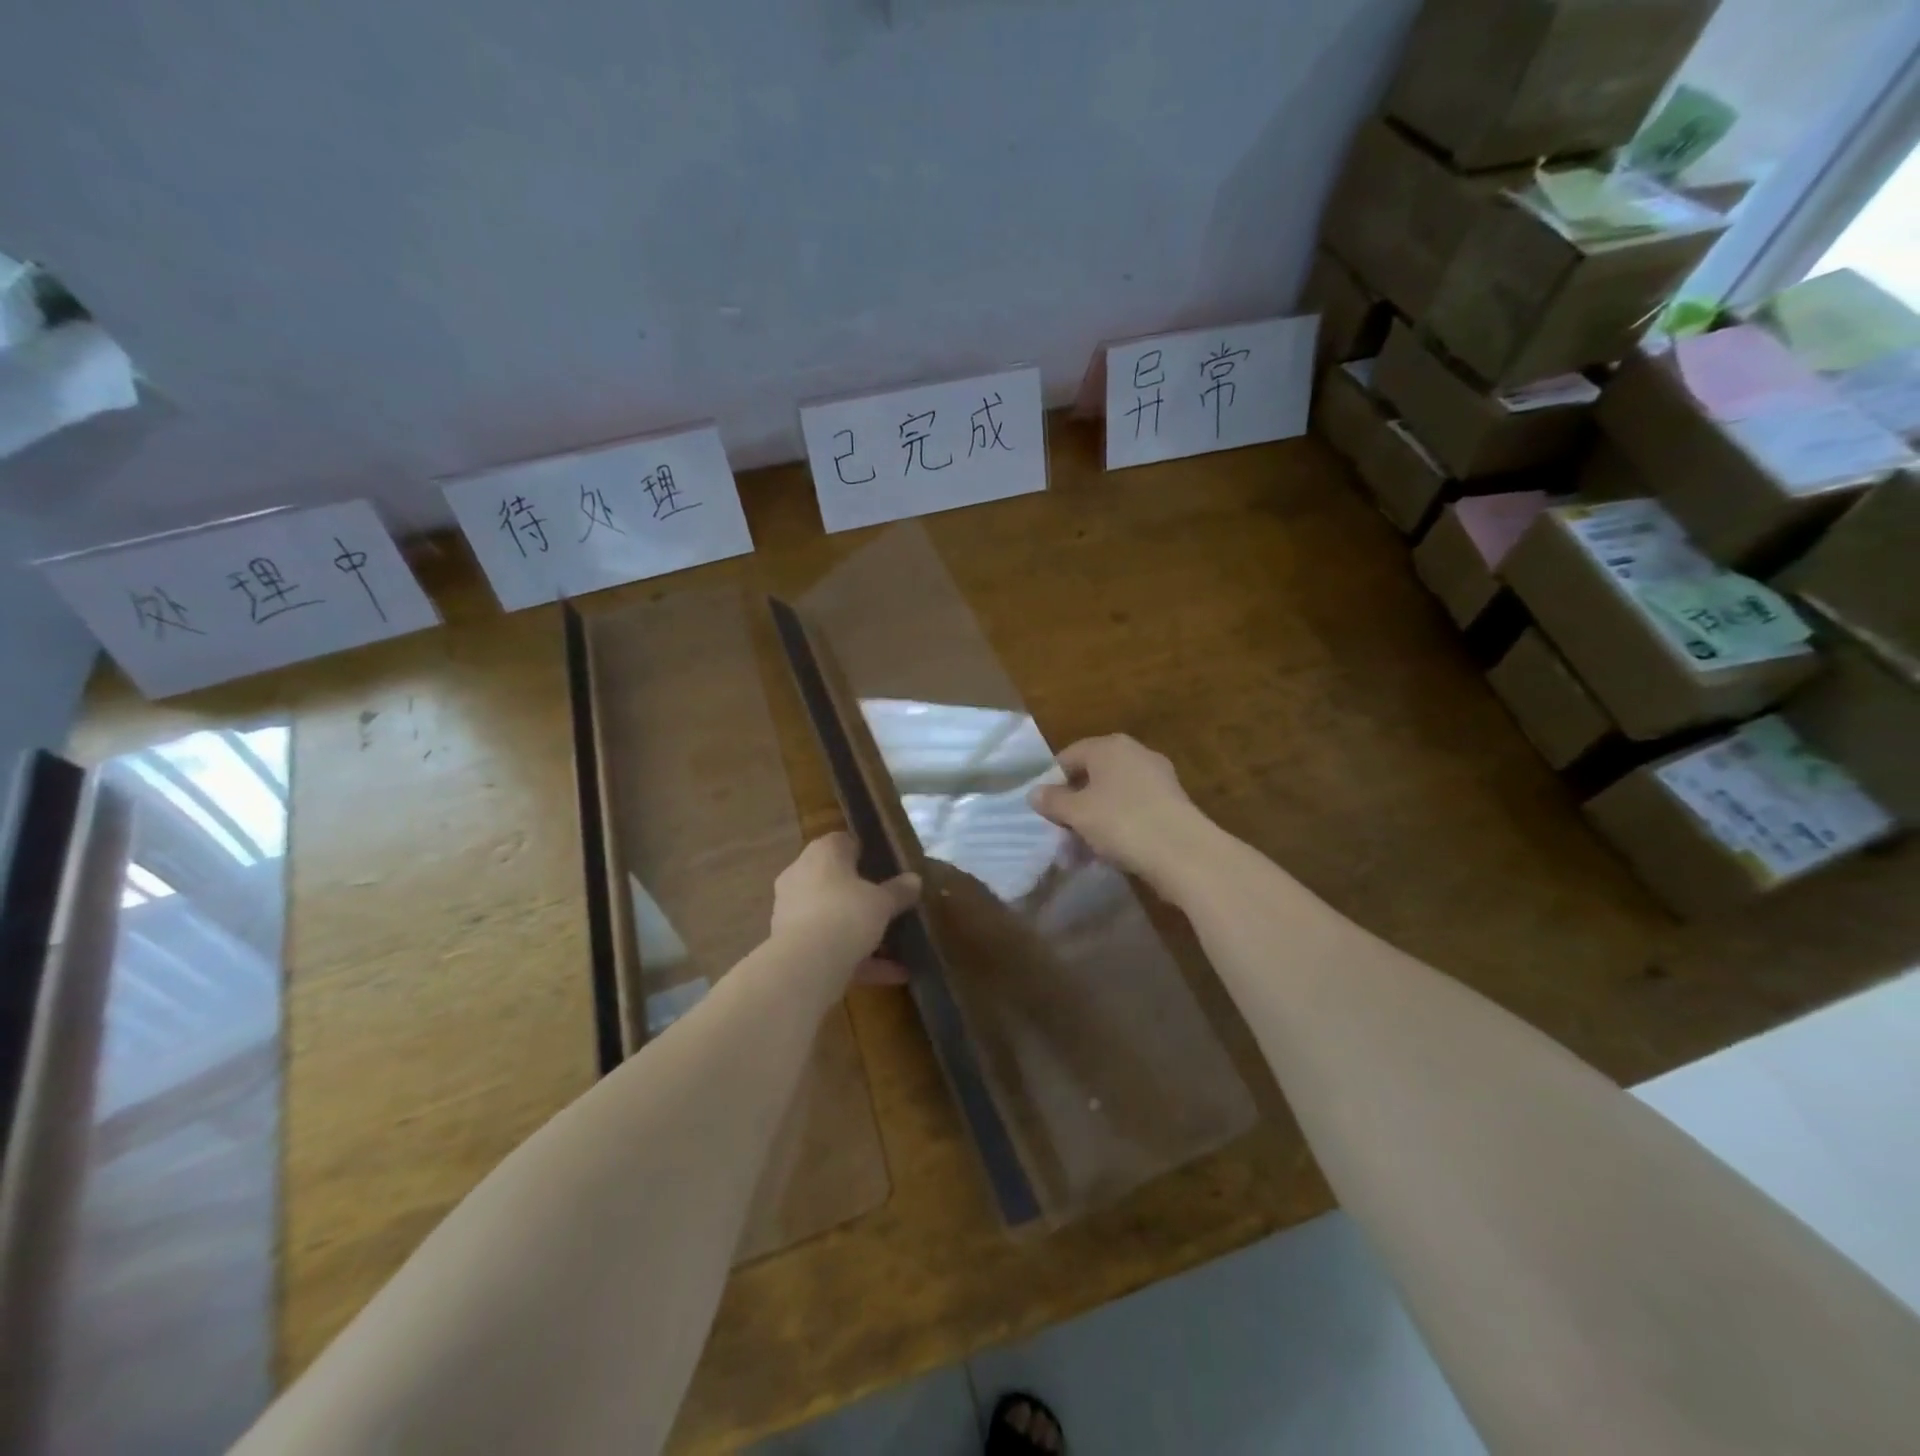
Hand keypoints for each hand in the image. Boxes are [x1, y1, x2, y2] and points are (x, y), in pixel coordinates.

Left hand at [771, 833, 920, 984]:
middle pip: (836, 881)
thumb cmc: (846, 914)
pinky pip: (831, 946)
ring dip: (861, 931)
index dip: (865, 852)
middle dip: (861, 895)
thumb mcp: (883, 901)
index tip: (886, 867)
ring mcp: (793, 912)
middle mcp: (801, 876)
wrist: (806, 964)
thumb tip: (914, 879)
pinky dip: (859, 958)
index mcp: (822, 854)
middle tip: (889, 904)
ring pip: (833, 917)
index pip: (842, 842)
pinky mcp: (793, 946)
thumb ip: (899, 890)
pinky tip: (894, 974)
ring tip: (896, 945)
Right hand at [1028, 735, 1210, 895]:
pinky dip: (1118, 827)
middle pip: (1093, 776)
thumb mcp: (1077, 813)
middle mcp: (1135, 754)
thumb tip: (1034, 792)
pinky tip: (1110, 852)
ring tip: (1082, 851)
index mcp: (1110, 746)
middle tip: (1060, 833)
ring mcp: (1158, 778)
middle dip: (1074, 805)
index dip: (1052, 781)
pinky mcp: (1172, 804)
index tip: (1043, 810)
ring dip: (1095, 820)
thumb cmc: (1121, 822)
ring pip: (1113, 796)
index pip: (1069, 756)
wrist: (1183, 851)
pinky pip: (1134, 811)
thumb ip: (1053, 801)